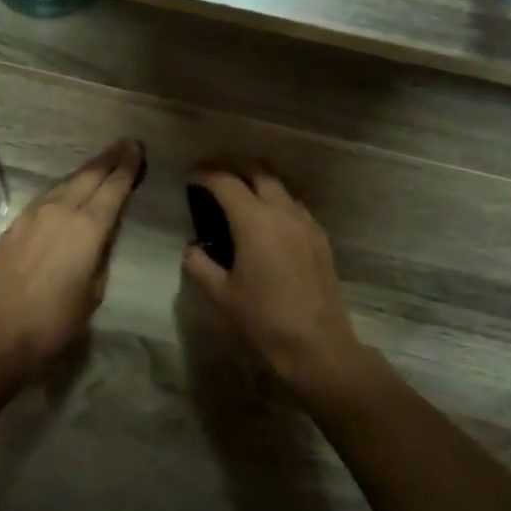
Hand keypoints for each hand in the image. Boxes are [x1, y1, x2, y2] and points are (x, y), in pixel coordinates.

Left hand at [0, 139, 144, 376]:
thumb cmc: (55, 322)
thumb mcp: (94, 290)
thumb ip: (100, 254)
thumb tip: (100, 235)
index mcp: (88, 227)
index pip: (113, 187)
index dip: (128, 166)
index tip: (137, 148)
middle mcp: (60, 210)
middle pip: (89, 175)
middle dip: (110, 159)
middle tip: (125, 144)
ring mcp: (33, 215)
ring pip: (65, 183)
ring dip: (86, 172)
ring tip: (102, 163)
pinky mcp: (14, 225)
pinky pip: (46, 197)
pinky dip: (64, 189)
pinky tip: (68, 192)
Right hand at [180, 160, 366, 394]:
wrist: (318, 346)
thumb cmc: (263, 320)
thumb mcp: (219, 295)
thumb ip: (199, 265)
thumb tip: (193, 249)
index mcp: (254, 220)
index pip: (225, 181)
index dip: (204, 173)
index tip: (190, 175)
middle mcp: (282, 210)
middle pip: (257, 170)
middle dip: (231, 164)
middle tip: (211, 172)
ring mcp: (306, 222)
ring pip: (279, 184)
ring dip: (256, 178)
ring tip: (236, 190)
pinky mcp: (320, 237)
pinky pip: (293, 203)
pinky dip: (274, 198)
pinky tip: (264, 218)